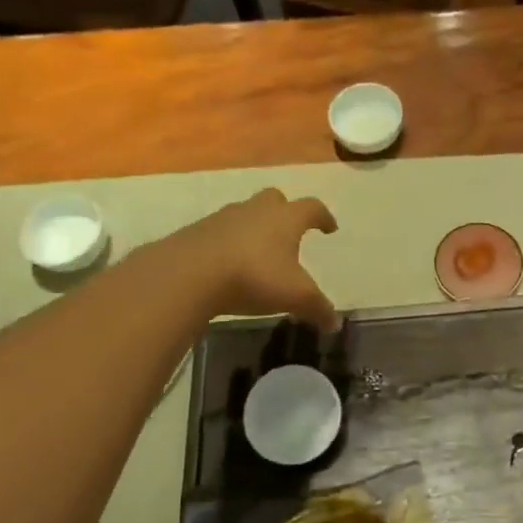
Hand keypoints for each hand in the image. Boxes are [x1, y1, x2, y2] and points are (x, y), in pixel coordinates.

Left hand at [169, 189, 339, 328]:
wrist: (188, 274)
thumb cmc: (254, 277)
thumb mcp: (295, 297)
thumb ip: (318, 308)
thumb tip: (334, 323)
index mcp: (285, 219)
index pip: (312, 208)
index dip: (323, 216)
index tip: (329, 227)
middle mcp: (255, 210)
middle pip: (275, 199)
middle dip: (284, 212)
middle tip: (289, 231)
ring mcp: (222, 218)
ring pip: (244, 214)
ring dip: (253, 228)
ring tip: (257, 252)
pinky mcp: (196, 233)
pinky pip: (218, 233)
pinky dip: (227, 244)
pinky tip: (227, 265)